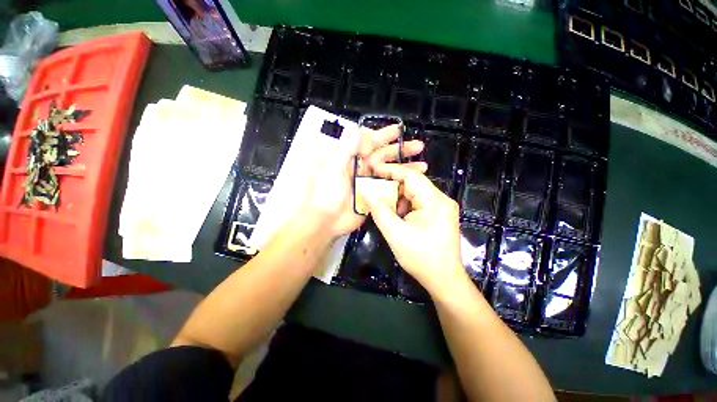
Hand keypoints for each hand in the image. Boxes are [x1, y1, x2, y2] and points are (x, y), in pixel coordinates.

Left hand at [300, 125, 425, 238]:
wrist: (325, 222)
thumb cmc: (325, 194)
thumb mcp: (331, 169)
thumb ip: (345, 150)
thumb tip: (358, 130)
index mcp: (349, 159)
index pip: (369, 143)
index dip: (383, 136)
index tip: (399, 131)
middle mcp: (360, 169)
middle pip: (383, 156)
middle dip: (400, 150)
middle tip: (418, 147)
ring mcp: (368, 183)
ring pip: (389, 172)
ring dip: (404, 168)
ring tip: (422, 165)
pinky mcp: (374, 196)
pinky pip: (388, 188)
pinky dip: (400, 185)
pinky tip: (413, 184)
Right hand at [364, 164, 466, 296]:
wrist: (444, 280)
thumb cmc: (421, 258)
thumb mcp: (395, 234)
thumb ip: (379, 211)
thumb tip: (367, 193)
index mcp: (435, 201)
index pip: (411, 176)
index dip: (391, 171)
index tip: (374, 170)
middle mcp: (441, 200)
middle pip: (414, 184)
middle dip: (393, 187)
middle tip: (375, 191)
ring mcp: (442, 208)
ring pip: (415, 194)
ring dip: (398, 198)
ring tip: (384, 207)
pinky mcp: (440, 215)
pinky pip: (419, 203)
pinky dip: (405, 206)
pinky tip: (397, 216)